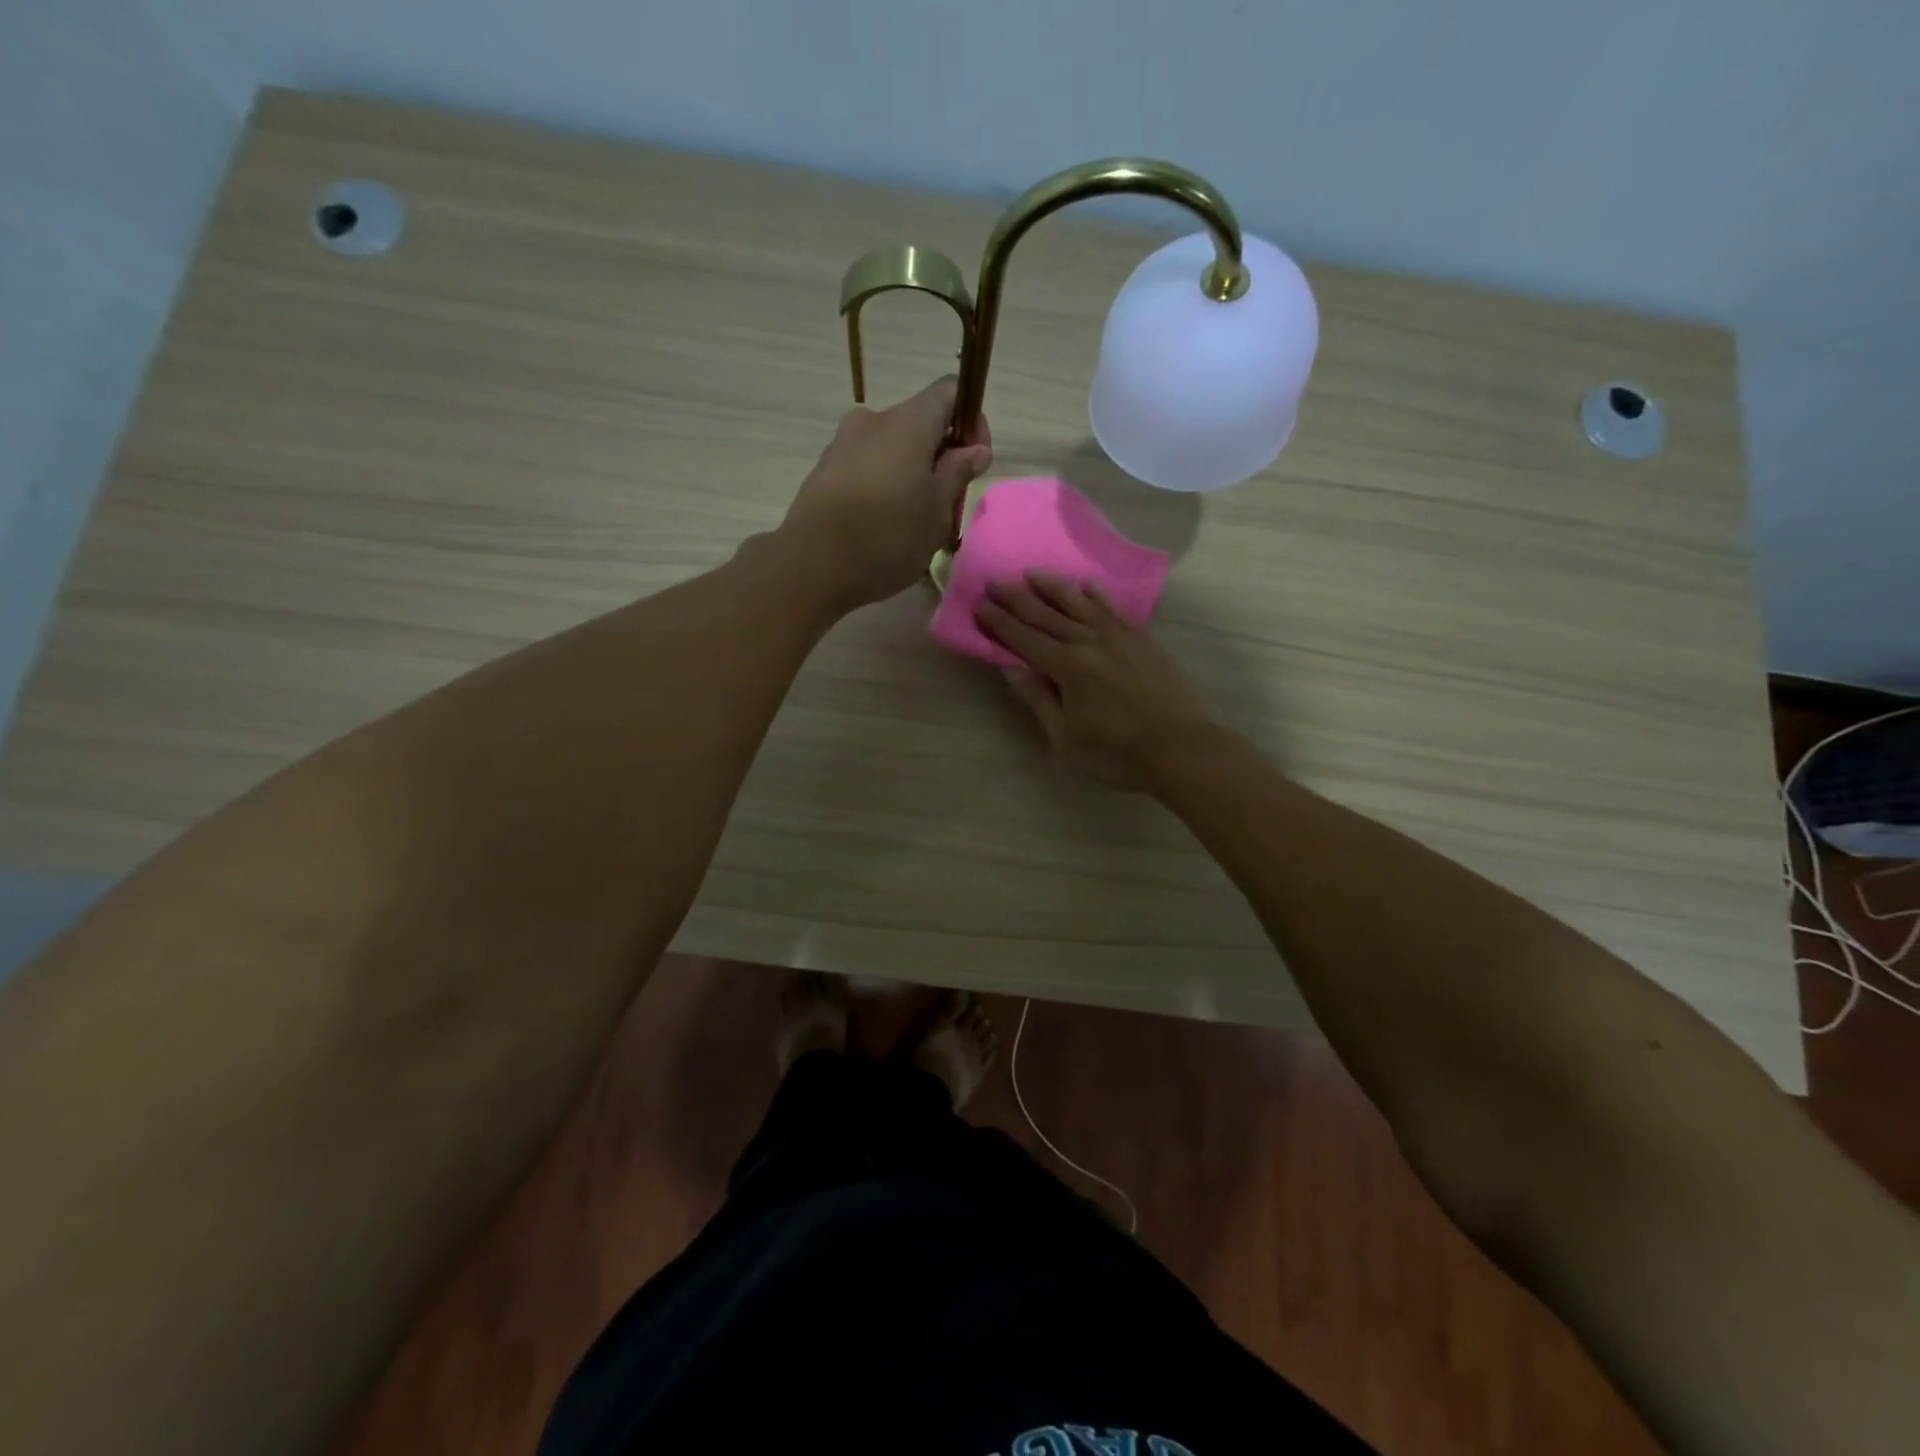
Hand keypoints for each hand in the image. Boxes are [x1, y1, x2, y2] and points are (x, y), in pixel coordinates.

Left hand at [780, 376, 991, 607]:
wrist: (812, 566)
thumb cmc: (887, 538)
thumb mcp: (937, 511)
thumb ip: (958, 473)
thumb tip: (975, 449)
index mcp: (907, 422)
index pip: (949, 392)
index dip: (971, 420)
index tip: (975, 461)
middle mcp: (872, 421)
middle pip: (919, 422)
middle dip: (941, 454)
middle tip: (949, 502)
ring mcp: (843, 443)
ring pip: (892, 447)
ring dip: (912, 471)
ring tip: (916, 519)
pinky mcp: (824, 469)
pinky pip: (867, 465)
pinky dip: (884, 483)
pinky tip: (884, 523)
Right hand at [978, 573, 1213, 790]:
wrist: (1180, 747)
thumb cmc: (1116, 753)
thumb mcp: (1065, 738)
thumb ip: (1038, 699)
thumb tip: (1010, 668)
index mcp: (1067, 667)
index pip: (1024, 639)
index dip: (1000, 622)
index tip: (980, 605)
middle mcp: (1090, 642)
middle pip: (1046, 615)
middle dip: (1017, 598)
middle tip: (995, 581)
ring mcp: (1119, 636)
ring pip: (1079, 604)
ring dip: (1053, 587)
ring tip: (1033, 573)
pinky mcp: (1142, 639)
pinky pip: (1112, 609)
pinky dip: (1096, 595)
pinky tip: (1086, 585)